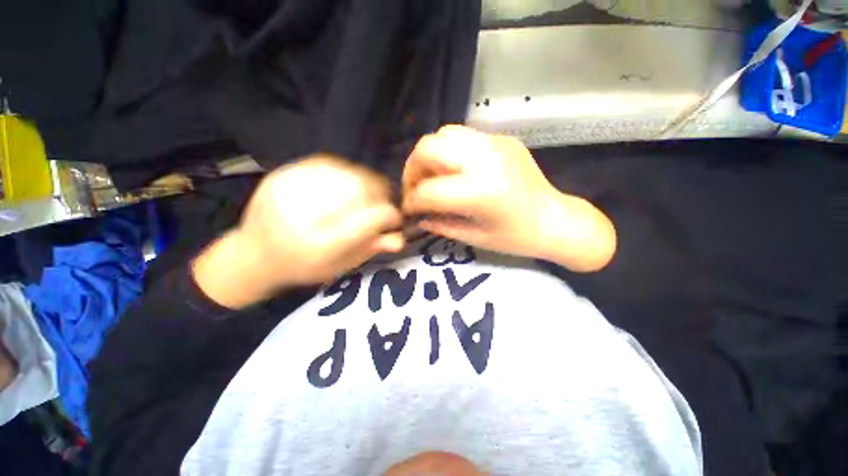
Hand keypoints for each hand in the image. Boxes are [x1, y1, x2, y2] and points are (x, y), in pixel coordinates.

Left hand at [193, 155, 403, 308]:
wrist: (253, 254)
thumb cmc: (303, 267)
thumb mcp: (339, 267)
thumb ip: (370, 249)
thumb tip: (400, 239)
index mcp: (318, 245)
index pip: (367, 220)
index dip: (389, 215)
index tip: (395, 218)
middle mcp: (301, 215)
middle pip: (357, 191)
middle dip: (380, 194)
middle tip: (383, 203)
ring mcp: (287, 190)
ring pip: (344, 173)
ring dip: (366, 182)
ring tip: (368, 194)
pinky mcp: (281, 175)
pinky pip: (326, 163)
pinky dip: (346, 172)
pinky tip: (349, 183)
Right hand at [402, 126, 615, 271]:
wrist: (556, 220)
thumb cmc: (517, 238)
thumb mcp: (474, 238)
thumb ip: (440, 224)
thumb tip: (417, 216)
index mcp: (480, 192)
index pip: (428, 190)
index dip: (411, 201)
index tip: (408, 210)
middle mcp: (485, 159)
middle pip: (428, 148)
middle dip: (412, 169)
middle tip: (415, 188)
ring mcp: (495, 143)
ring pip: (443, 134)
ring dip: (429, 156)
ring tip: (432, 176)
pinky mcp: (502, 139)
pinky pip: (463, 137)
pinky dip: (449, 152)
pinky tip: (454, 170)